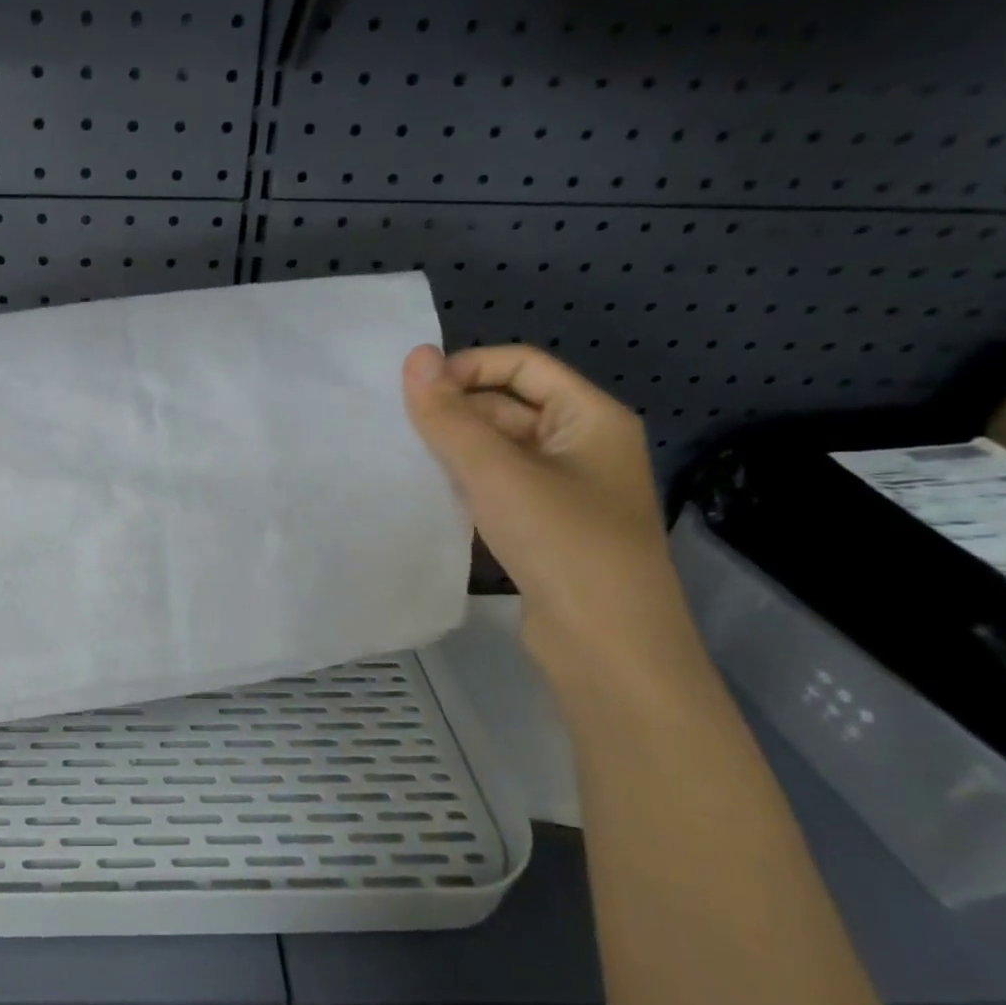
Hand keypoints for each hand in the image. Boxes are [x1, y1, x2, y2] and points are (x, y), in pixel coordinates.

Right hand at [402, 344, 704, 693]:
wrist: (608, 648)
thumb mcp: (497, 472)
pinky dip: (463, 483)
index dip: (468, 368)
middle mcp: (581, 446)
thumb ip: (449, 416)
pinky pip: (497, 487)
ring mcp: (564, 490)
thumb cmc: (562, 543)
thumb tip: (414, 356)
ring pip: (499, 450)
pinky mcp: (544, 528)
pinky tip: (425, 492)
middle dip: (456, 411)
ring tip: (402, 455)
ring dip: (454, 449)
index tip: (414, 390)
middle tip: (398, 427)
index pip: (523, 364)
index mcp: (590, 418)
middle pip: (509, 405)